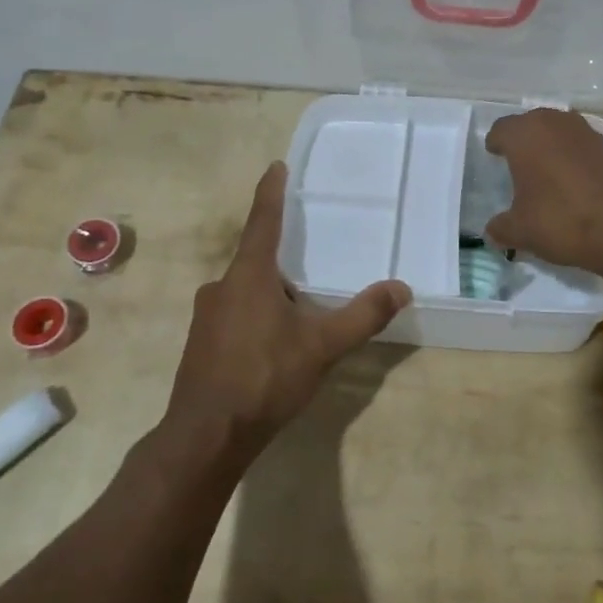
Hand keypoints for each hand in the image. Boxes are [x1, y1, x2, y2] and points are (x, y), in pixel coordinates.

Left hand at [162, 162, 410, 467]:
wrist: (206, 436)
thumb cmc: (264, 377)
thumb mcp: (322, 345)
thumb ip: (362, 315)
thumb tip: (402, 288)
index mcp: (248, 275)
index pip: (263, 221)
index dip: (270, 192)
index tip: (275, 166)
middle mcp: (221, 287)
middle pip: (255, 260)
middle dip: (281, 260)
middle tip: (310, 265)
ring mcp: (206, 317)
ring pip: (245, 291)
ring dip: (270, 294)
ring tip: (299, 313)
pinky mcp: (201, 344)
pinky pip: (234, 315)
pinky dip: (256, 317)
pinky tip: (273, 345)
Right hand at [483, 109, 602, 279]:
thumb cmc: (560, 220)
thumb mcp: (520, 231)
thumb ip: (500, 227)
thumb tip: (492, 230)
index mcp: (524, 134)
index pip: (501, 129)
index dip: (495, 143)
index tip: (494, 156)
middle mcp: (553, 122)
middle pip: (530, 123)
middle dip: (522, 140)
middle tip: (516, 163)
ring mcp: (584, 131)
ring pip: (557, 130)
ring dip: (548, 144)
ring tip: (544, 169)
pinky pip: (578, 144)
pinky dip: (571, 155)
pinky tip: (571, 179)